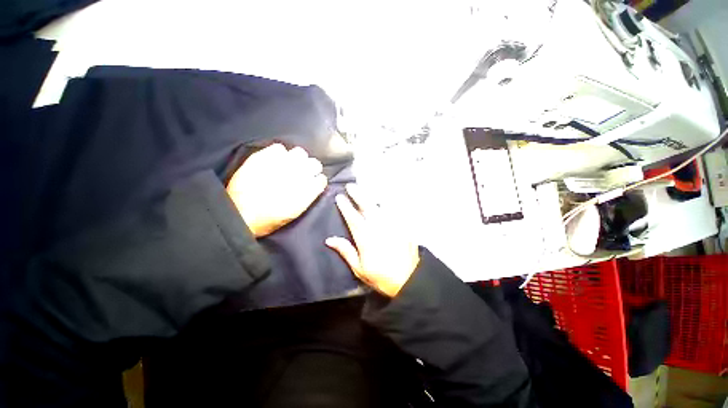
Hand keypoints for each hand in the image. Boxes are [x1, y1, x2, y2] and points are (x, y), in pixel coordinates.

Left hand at [226, 143, 326, 236]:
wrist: (239, 214)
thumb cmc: (269, 219)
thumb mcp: (295, 212)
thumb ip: (308, 196)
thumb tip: (314, 184)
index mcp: (307, 191)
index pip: (321, 179)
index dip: (317, 180)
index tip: (313, 183)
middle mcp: (298, 176)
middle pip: (315, 164)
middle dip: (310, 169)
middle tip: (301, 173)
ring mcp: (281, 165)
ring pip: (300, 153)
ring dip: (297, 159)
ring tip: (289, 165)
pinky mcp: (264, 158)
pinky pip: (279, 148)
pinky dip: (279, 154)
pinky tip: (275, 161)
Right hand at [326, 184, 419, 296]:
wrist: (408, 279)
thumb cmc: (381, 276)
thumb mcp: (359, 268)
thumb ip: (346, 251)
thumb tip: (329, 239)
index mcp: (366, 239)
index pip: (353, 218)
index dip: (346, 206)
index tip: (340, 197)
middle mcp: (379, 228)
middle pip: (367, 207)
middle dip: (358, 194)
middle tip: (351, 186)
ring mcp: (392, 225)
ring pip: (381, 205)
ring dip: (371, 196)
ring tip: (365, 189)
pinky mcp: (402, 226)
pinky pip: (394, 210)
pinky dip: (387, 203)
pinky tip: (383, 199)